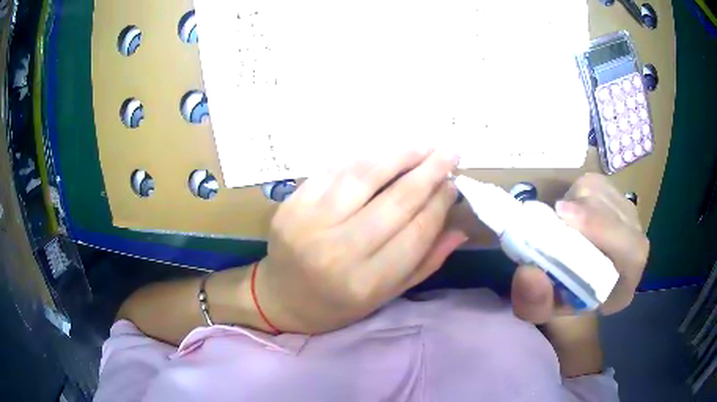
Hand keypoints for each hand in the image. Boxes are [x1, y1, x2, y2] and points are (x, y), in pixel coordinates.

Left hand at [254, 149, 465, 333]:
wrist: (281, 297)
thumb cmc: (337, 304)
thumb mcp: (385, 296)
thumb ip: (425, 263)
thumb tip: (460, 228)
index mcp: (366, 282)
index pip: (416, 232)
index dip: (440, 203)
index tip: (454, 184)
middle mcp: (339, 251)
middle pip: (396, 200)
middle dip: (430, 171)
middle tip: (450, 151)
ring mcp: (310, 223)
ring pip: (365, 177)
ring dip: (399, 156)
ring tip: (422, 146)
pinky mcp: (292, 204)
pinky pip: (334, 171)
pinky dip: (363, 158)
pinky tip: (383, 153)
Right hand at [511, 173, 649, 323]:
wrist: (578, 283)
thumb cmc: (562, 300)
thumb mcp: (541, 313)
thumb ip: (534, 303)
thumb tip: (528, 272)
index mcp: (626, 284)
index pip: (631, 251)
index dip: (601, 228)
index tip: (563, 215)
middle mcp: (636, 248)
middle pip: (618, 214)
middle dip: (585, 209)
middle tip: (555, 215)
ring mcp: (630, 218)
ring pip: (606, 193)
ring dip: (578, 201)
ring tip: (563, 223)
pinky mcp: (618, 198)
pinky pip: (598, 183)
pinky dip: (578, 191)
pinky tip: (572, 211)